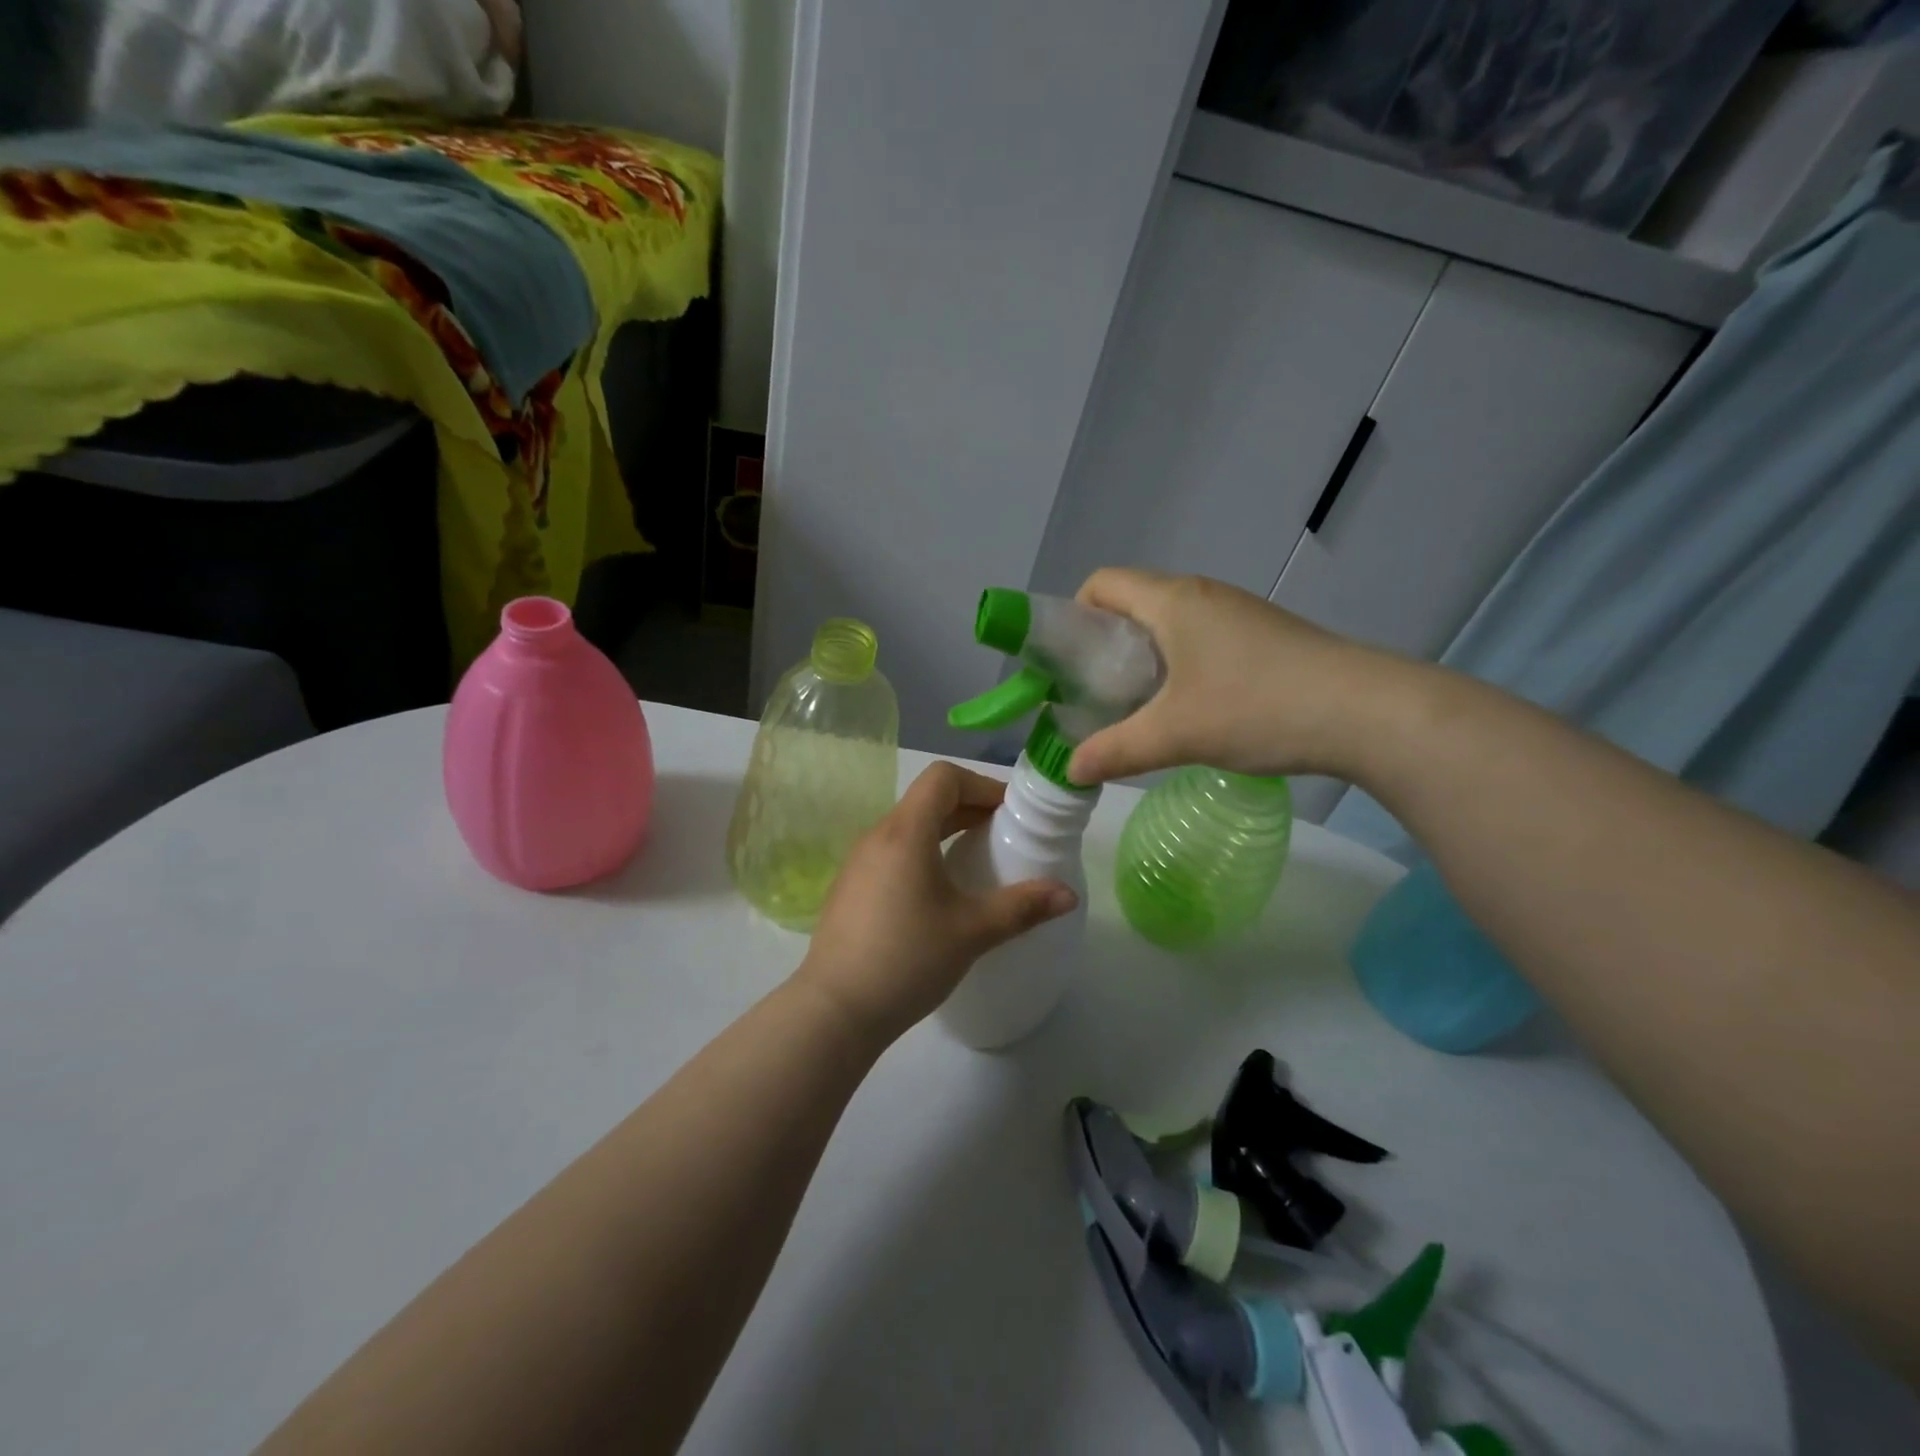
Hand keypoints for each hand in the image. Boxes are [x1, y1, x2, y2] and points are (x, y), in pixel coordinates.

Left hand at [794, 763, 1077, 1043]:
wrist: (835, 1010)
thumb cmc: (907, 959)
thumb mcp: (972, 931)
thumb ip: (1023, 907)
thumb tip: (1068, 895)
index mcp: (905, 832)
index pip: (943, 777)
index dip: (981, 785)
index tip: (1009, 814)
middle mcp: (877, 836)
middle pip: (927, 799)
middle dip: (969, 808)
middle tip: (1004, 835)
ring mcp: (859, 862)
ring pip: (909, 827)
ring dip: (946, 831)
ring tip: (977, 862)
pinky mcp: (851, 888)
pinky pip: (893, 852)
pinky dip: (923, 853)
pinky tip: (940, 894)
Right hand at [1066, 569, 1411, 785]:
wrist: (1366, 712)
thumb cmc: (1257, 707)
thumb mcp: (1174, 734)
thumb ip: (1114, 751)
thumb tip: (1069, 771)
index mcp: (1172, 601)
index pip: (1102, 584)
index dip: (1074, 616)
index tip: (1069, 664)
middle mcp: (1201, 595)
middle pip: (1132, 603)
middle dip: (1104, 646)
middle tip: (1095, 694)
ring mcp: (1236, 614)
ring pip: (1168, 625)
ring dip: (1143, 660)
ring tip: (1137, 707)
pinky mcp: (1262, 637)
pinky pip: (1200, 639)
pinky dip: (1177, 666)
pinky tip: (1188, 710)